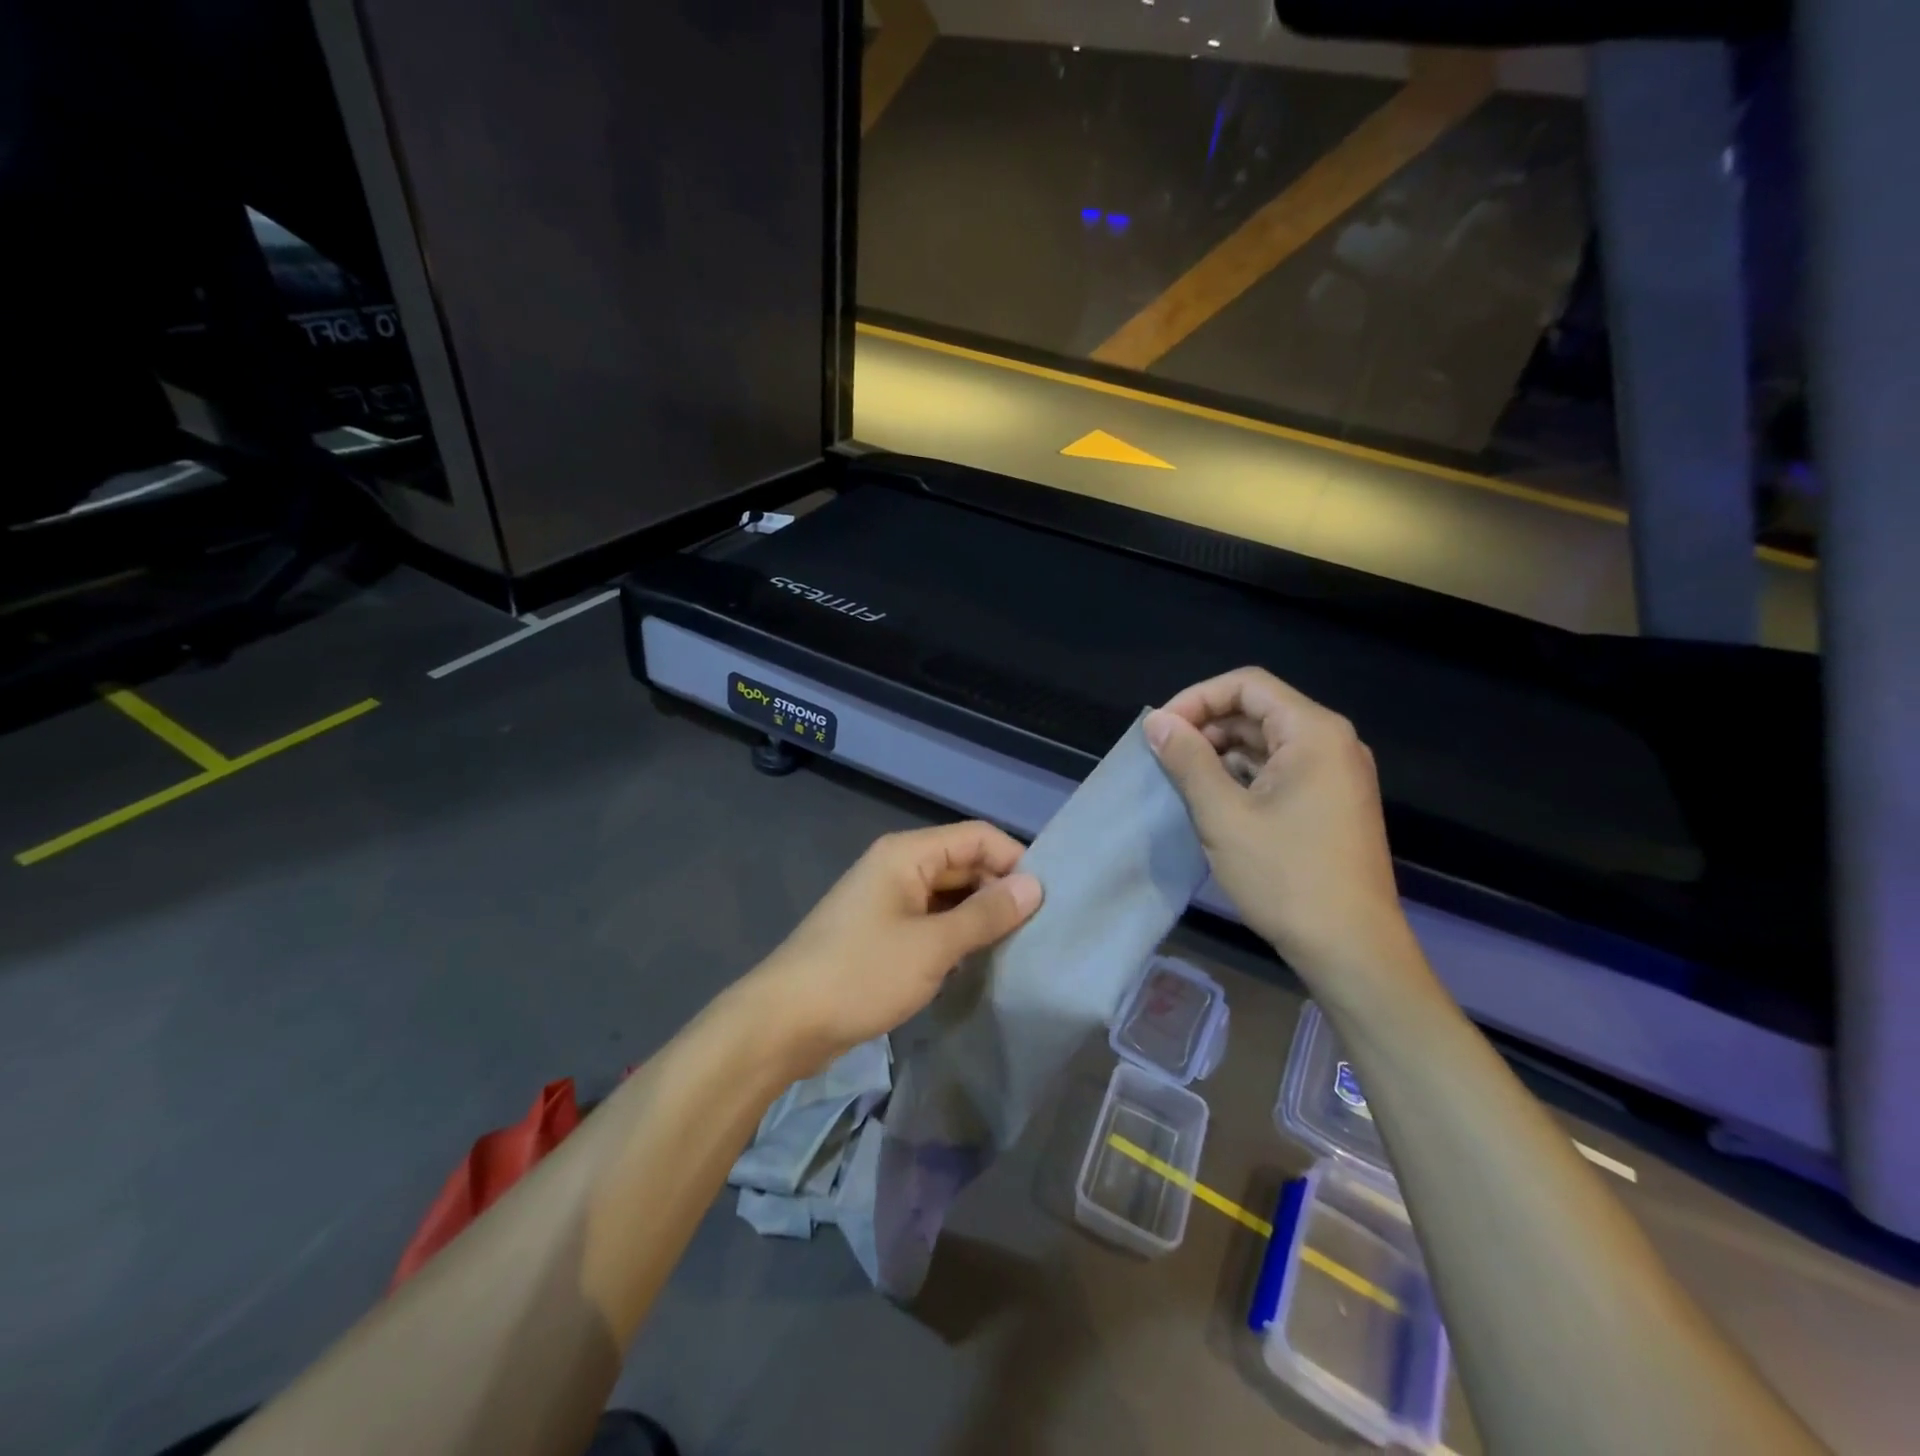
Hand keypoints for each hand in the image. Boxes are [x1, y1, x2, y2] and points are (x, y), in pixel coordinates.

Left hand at [742, 822, 1042, 1074]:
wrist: (784, 1022)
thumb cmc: (860, 974)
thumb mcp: (933, 946)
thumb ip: (986, 914)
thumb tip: (1035, 886)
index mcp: (907, 854)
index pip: (977, 837)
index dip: (1014, 861)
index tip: (1046, 901)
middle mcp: (898, 867)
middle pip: (963, 864)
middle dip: (999, 890)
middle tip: (1038, 931)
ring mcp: (888, 901)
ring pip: (948, 896)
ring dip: (979, 916)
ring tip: (1018, 948)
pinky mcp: (882, 933)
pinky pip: (931, 921)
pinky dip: (956, 935)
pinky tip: (978, 961)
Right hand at [1145, 668, 1426, 1003]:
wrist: (1351, 950)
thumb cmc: (1286, 876)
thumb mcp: (1223, 815)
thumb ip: (1188, 760)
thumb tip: (1157, 722)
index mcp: (1314, 733)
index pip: (1246, 685)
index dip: (1196, 698)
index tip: (1160, 730)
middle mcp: (1332, 743)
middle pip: (1258, 710)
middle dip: (1207, 725)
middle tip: (1164, 755)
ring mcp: (1335, 775)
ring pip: (1267, 741)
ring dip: (1221, 751)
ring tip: (1180, 777)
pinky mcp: (1330, 803)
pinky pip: (1280, 769)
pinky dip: (1243, 775)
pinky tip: (1212, 798)